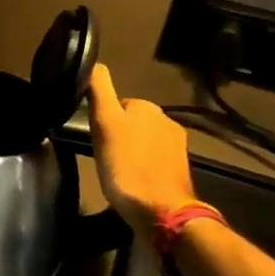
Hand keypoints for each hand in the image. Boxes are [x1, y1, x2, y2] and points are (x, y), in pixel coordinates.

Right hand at [88, 63, 198, 232]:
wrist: (162, 212)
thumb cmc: (126, 167)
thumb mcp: (104, 124)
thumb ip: (99, 91)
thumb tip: (94, 63)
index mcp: (146, 107)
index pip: (115, 105)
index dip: (101, 121)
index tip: (94, 140)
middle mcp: (166, 120)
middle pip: (130, 122)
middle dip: (117, 135)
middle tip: (103, 157)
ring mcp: (177, 146)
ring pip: (143, 141)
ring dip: (130, 151)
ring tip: (117, 172)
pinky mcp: (180, 169)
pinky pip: (154, 160)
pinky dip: (143, 167)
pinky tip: (133, 181)